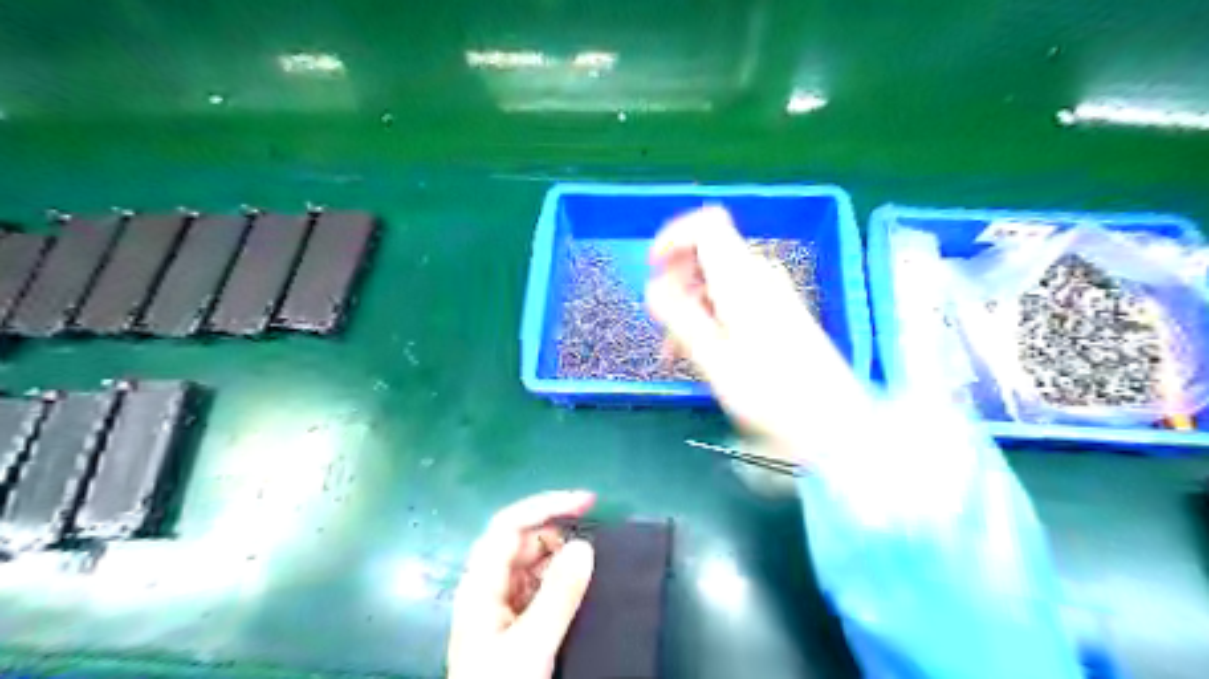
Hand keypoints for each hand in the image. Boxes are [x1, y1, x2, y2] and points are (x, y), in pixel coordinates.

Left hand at [445, 490, 595, 676]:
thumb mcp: (532, 645)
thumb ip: (558, 595)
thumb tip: (584, 546)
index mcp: (481, 583)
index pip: (510, 525)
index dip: (546, 505)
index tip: (587, 501)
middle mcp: (488, 585)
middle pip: (522, 540)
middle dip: (558, 531)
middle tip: (595, 542)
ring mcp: (500, 602)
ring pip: (532, 561)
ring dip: (561, 555)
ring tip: (590, 566)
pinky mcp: (513, 619)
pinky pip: (538, 583)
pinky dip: (560, 577)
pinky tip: (578, 585)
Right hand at [646, 208, 874, 460]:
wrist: (830, 420)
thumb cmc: (769, 392)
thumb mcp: (714, 358)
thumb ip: (680, 317)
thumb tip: (653, 288)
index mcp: (741, 278)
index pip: (706, 224)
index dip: (673, 238)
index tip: (653, 269)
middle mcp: (757, 275)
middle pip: (706, 252)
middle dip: (675, 282)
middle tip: (660, 322)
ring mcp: (769, 292)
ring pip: (714, 280)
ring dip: (687, 305)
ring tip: (674, 350)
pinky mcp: (775, 311)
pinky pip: (730, 299)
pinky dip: (707, 316)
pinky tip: (698, 352)